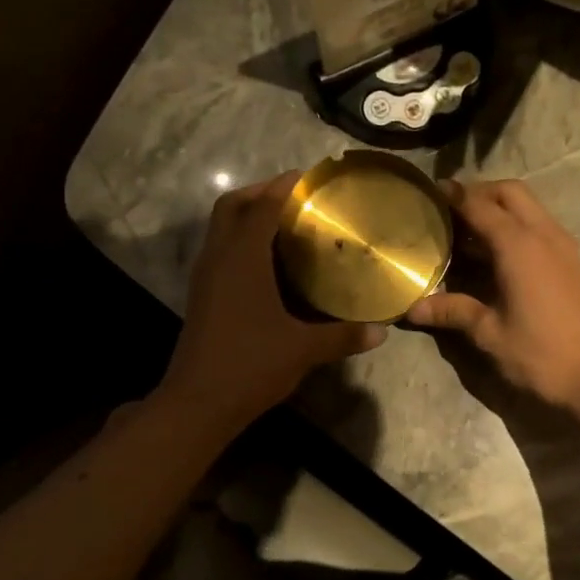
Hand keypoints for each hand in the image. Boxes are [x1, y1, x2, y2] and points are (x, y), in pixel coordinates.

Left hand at [160, 173, 385, 427]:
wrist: (198, 402)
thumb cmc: (251, 365)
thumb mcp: (303, 350)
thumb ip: (343, 336)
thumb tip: (381, 331)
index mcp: (242, 259)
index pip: (262, 206)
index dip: (284, 187)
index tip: (308, 177)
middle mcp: (218, 259)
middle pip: (231, 207)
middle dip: (260, 194)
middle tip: (295, 199)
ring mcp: (206, 278)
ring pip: (221, 229)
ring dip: (248, 217)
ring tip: (287, 225)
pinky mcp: (202, 296)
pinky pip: (221, 252)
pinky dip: (242, 243)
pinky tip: (270, 264)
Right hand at [407, 179, 579, 415]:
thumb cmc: (542, 355)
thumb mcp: (490, 334)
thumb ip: (453, 311)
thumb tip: (413, 307)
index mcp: (519, 246)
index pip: (480, 205)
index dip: (453, 195)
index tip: (429, 192)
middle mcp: (543, 235)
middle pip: (510, 193)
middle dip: (480, 193)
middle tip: (450, 211)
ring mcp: (563, 247)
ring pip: (530, 207)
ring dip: (500, 209)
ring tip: (469, 233)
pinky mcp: (573, 263)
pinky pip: (541, 227)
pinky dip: (517, 227)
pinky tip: (498, 256)